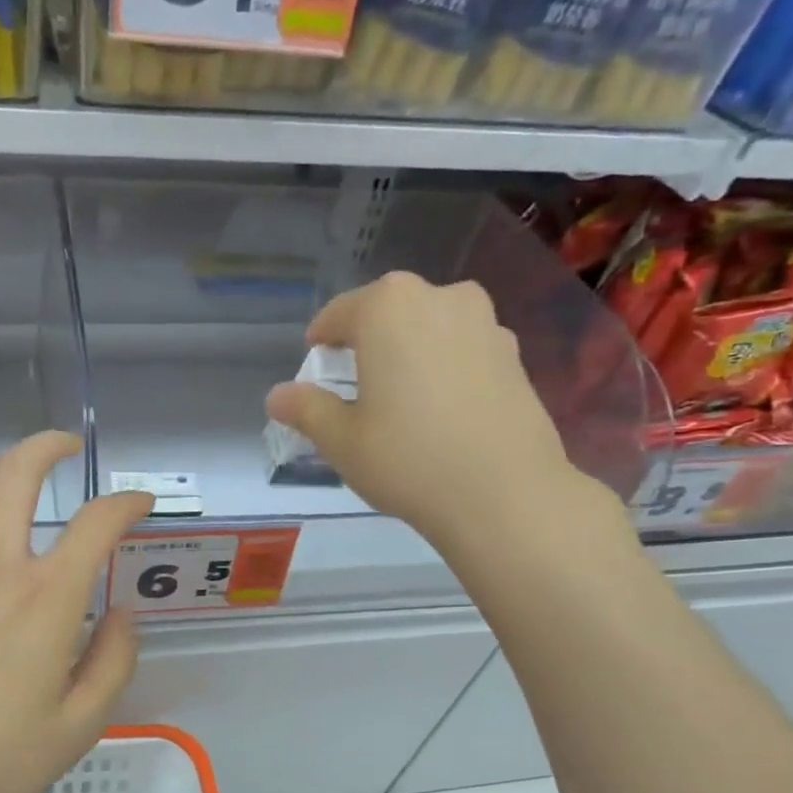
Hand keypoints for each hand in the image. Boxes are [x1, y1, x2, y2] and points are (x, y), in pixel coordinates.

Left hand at [0, 432, 154, 792]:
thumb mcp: (76, 728)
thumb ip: (113, 663)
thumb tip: (121, 615)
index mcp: (44, 598)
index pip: (97, 523)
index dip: (126, 502)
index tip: (140, 503)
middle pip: (17, 472)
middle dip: (48, 446)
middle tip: (67, 446)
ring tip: (16, 476)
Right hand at [264, 273, 597, 551]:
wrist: (504, 494)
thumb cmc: (407, 458)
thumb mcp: (340, 439)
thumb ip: (306, 409)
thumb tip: (277, 396)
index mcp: (388, 307)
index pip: (340, 313)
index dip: (322, 337)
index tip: (315, 359)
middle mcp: (440, 298)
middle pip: (389, 311)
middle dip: (368, 339)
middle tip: (354, 378)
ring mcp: (485, 323)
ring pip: (431, 326)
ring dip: (410, 348)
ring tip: (400, 392)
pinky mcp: (515, 354)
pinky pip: (464, 349)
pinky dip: (445, 366)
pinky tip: (441, 407)